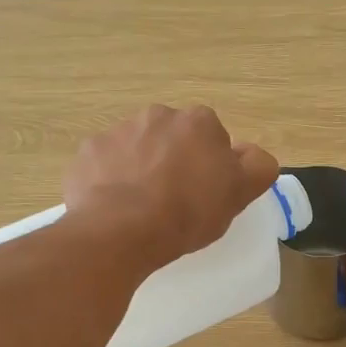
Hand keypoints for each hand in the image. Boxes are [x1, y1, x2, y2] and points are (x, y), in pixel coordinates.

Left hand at [64, 105, 278, 270]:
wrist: (121, 230)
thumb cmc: (188, 212)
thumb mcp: (239, 194)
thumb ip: (257, 167)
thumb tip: (253, 155)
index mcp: (199, 122)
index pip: (213, 138)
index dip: (212, 166)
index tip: (206, 194)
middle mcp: (158, 115)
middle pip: (173, 138)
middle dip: (174, 161)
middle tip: (175, 201)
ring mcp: (118, 131)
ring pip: (138, 148)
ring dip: (141, 168)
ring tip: (142, 208)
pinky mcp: (88, 152)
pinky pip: (105, 163)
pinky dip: (110, 180)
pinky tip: (114, 207)